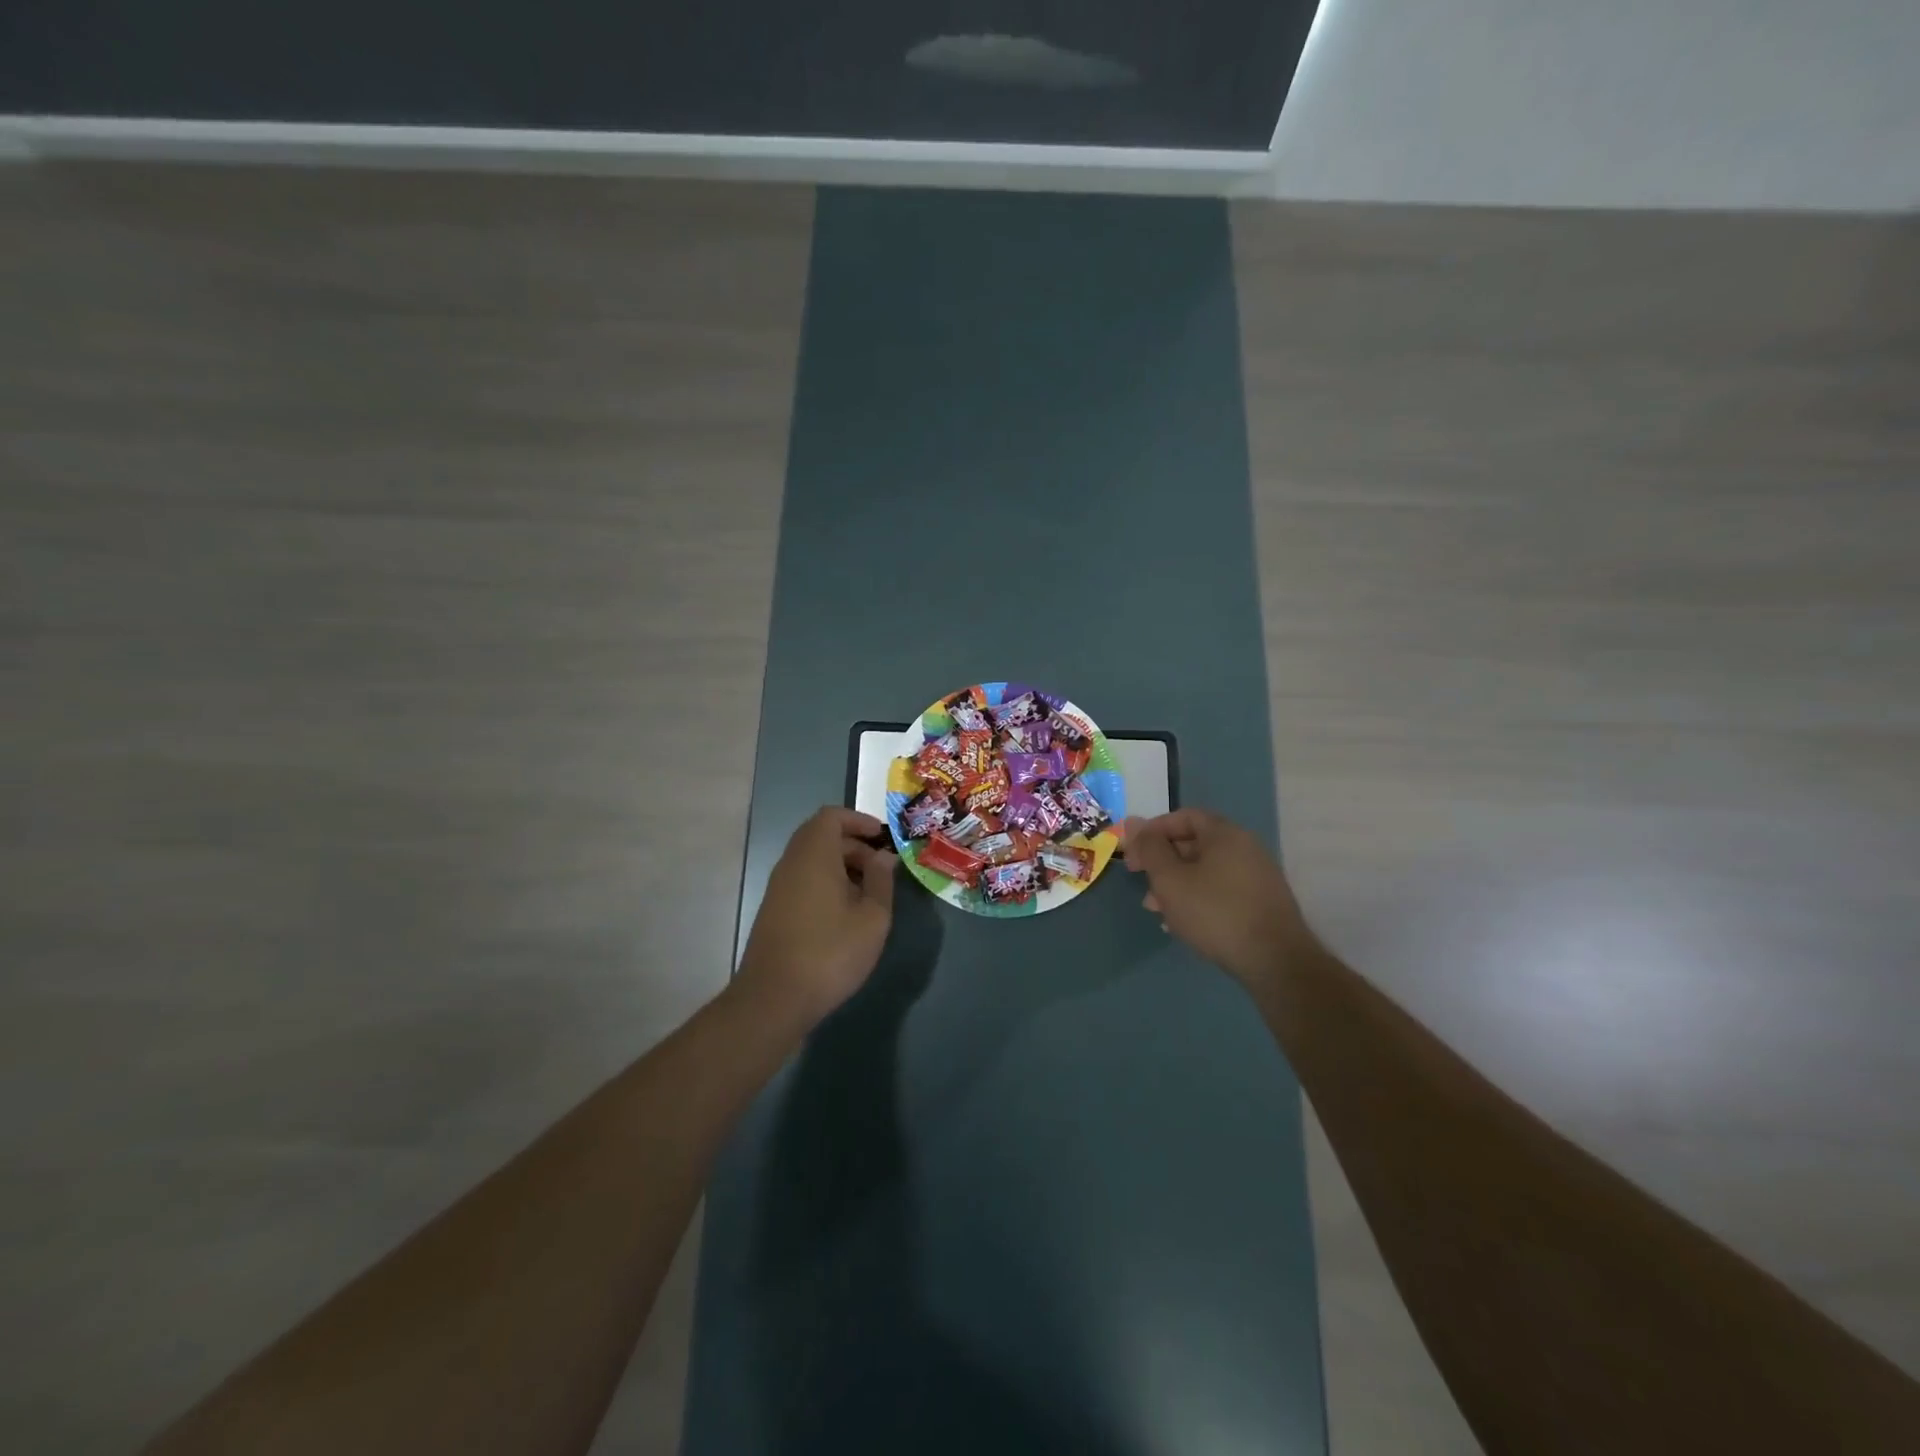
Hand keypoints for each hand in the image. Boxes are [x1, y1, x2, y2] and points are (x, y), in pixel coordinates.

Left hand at [736, 807, 897, 1023]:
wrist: (773, 1000)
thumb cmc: (830, 953)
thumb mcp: (872, 918)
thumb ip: (881, 880)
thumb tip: (883, 856)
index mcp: (814, 856)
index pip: (831, 816)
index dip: (858, 820)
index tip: (883, 838)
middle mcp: (791, 864)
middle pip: (821, 836)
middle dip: (854, 844)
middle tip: (881, 869)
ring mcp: (778, 888)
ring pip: (811, 860)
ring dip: (841, 866)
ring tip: (868, 894)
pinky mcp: (774, 911)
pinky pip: (803, 880)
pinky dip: (826, 883)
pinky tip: (845, 914)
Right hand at [1122, 809, 1314, 991]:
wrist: (1276, 962)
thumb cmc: (1215, 912)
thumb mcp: (1170, 879)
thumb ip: (1149, 848)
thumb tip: (1133, 821)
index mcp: (1225, 834)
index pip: (1183, 817)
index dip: (1153, 832)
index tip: (1133, 855)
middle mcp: (1246, 847)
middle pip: (1195, 844)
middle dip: (1163, 863)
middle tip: (1143, 885)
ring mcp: (1258, 876)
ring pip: (1206, 871)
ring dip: (1177, 885)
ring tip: (1158, 910)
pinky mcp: (1262, 903)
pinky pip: (1222, 890)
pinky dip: (1199, 899)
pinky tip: (1185, 924)